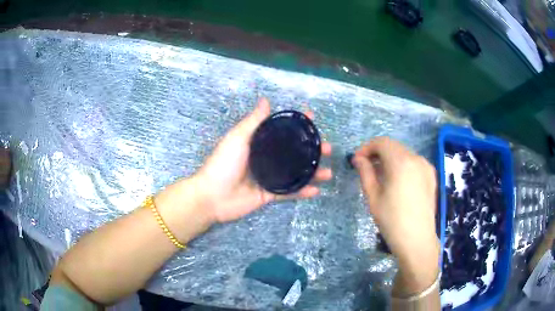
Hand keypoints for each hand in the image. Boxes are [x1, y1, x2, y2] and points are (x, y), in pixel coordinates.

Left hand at [193, 98, 331, 222]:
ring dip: (312, 173)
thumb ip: (253, 121)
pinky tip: (316, 191)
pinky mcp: (269, 195)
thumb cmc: (223, 164)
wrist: (212, 196)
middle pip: (294, 153)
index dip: (297, 125)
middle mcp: (266, 159)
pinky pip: (289, 193)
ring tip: (328, 172)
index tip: (313, 118)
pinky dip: (302, 192)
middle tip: (328, 149)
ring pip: (295, 173)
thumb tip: (266, 100)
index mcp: (259, 144)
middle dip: (312, 150)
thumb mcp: (237, 138)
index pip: (282, 131)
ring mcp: (269, 177)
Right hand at [352, 137, 438, 294]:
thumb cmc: (392, 221)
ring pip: (404, 153)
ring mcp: (426, 166)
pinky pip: (414, 162)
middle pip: (393, 146)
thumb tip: (358, 159)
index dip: (367, 148)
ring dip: (390, 158)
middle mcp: (416, 158)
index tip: (357, 160)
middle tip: (366, 168)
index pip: (381, 142)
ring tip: (381, 176)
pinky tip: (397, 181)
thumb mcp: (373, 197)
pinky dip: (402, 165)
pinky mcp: (431, 176)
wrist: (417, 240)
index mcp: (401, 162)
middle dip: (378, 153)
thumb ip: (365, 173)